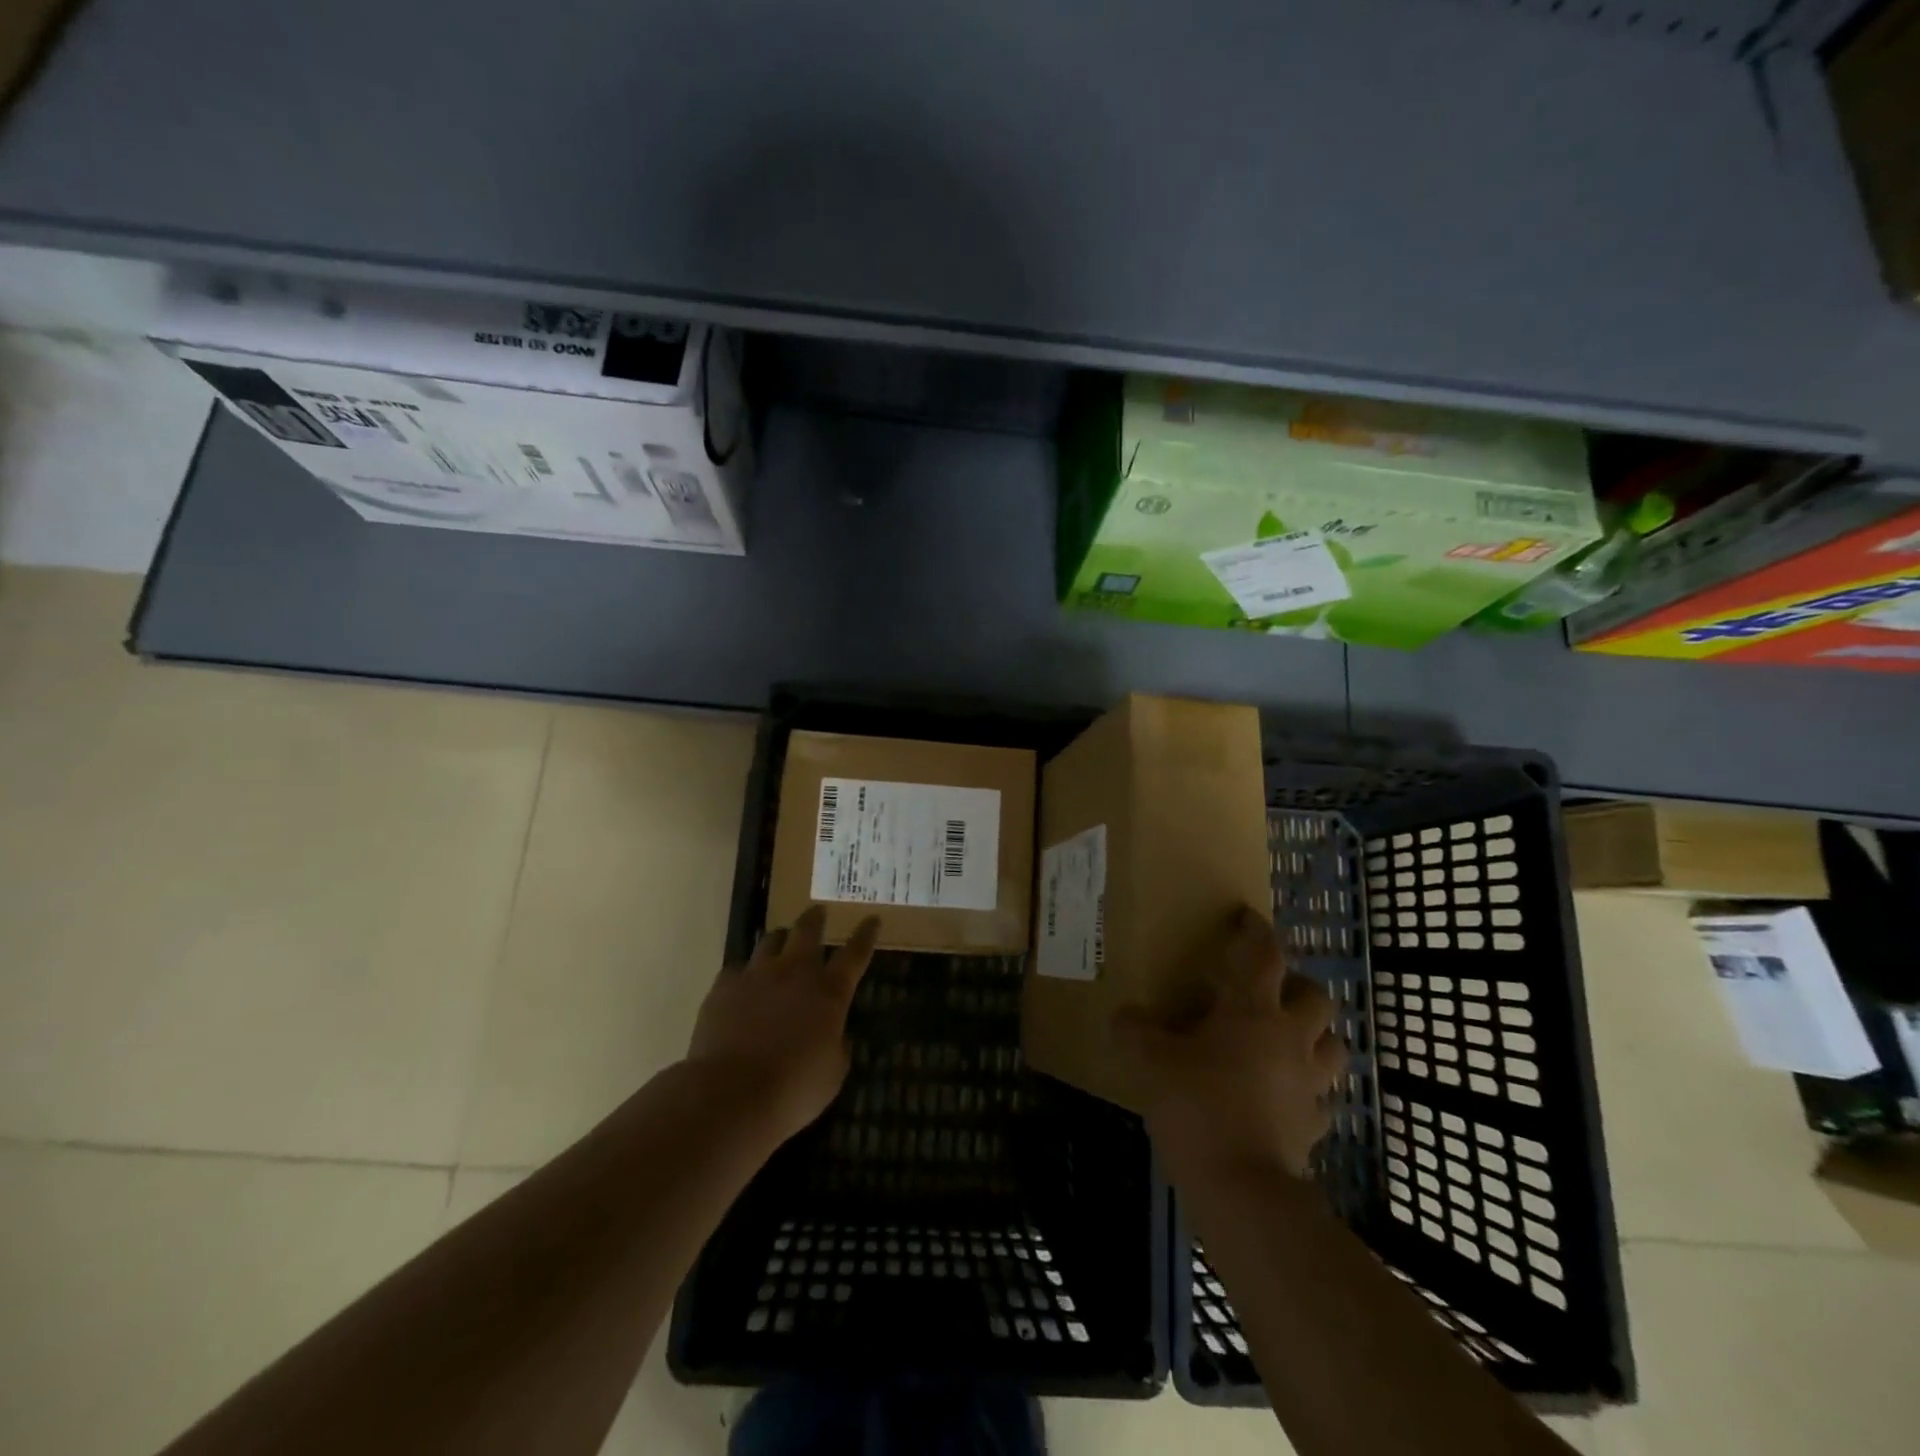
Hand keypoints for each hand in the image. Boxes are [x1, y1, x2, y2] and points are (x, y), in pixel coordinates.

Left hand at [685, 905, 879, 1144]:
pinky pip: (737, 968)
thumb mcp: (833, 1073)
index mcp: (829, 992)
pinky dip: (745, 973)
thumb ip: (838, 1045)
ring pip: (771, 940)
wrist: (730, 1095)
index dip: (865, 935)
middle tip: (818, 912)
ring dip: (780, 939)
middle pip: (807, 931)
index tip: (872, 918)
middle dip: (815, 919)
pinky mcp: (724, 986)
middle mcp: (795, 973)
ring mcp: (756, 975)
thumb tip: (834, 1034)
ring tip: (780, 941)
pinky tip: (743, 983)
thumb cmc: (793, 1090)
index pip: (855, 954)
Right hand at [1115, 905, 1347, 1183]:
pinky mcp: (1313, 1126)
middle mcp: (1291, 1040)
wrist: (1242, 1189)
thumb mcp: (1151, 1062)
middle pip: (1316, 999)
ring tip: (1285, 1041)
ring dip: (1314, 1037)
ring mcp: (1309, 1085)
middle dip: (1297, 987)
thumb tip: (1126, 1015)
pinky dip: (1306, 1090)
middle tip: (1268, 992)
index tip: (1247, 916)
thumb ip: (1135, 1030)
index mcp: (1253, 1012)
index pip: (1264, 955)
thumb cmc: (1198, 1108)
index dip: (1256, 930)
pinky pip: (1320, 1098)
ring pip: (1332, 1046)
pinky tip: (1282, 1096)